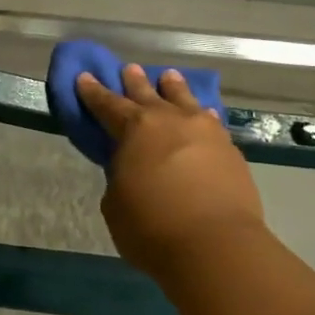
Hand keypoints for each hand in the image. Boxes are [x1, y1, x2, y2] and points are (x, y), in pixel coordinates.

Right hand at [77, 64, 267, 285]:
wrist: (216, 246)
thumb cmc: (152, 227)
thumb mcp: (116, 203)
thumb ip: (120, 177)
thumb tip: (131, 169)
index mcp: (134, 129)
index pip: (107, 104)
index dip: (93, 91)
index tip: (84, 76)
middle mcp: (169, 121)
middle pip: (147, 94)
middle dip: (134, 82)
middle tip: (129, 68)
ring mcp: (204, 132)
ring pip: (185, 99)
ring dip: (173, 88)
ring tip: (169, 77)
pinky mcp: (230, 150)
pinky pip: (211, 122)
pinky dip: (202, 116)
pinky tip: (204, 115)